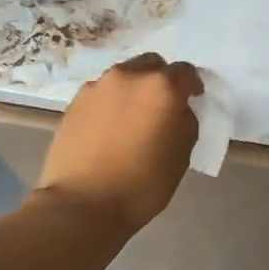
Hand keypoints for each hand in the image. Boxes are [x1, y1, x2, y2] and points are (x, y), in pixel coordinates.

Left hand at [36, 54, 202, 234]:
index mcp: (161, 88)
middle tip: (163, 106)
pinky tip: (110, 128)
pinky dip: (111, 102)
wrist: (82, 204)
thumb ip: (185, 123)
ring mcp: (97, 86)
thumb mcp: (181, 157)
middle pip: (152, 65)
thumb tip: (178, 111)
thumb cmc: (141, 185)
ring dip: (134, 89)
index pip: (186, 72)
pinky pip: (102, 93)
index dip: (192, 85)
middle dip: (162, 80)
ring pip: (124, 76)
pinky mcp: (75, 101)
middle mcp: (128, 76)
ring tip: (133, 118)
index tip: (194, 99)